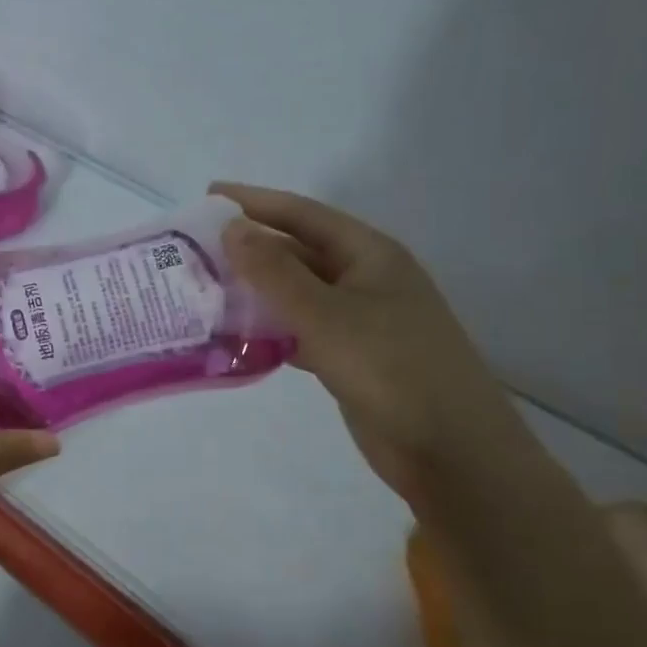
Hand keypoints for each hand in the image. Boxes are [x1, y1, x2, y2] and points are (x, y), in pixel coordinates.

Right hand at [212, 182, 554, 508]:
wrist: (451, 451)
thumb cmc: (391, 369)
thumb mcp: (325, 315)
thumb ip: (274, 272)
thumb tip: (231, 228)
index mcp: (369, 255)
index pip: (302, 214)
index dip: (254, 202)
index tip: (208, 196)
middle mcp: (365, 279)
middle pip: (297, 252)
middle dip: (249, 249)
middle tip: (195, 250)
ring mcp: (360, 320)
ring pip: (296, 294)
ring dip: (255, 291)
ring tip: (204, 290)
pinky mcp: (351, 356)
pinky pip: (301, 330)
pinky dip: (270, 330)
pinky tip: (236, 337)